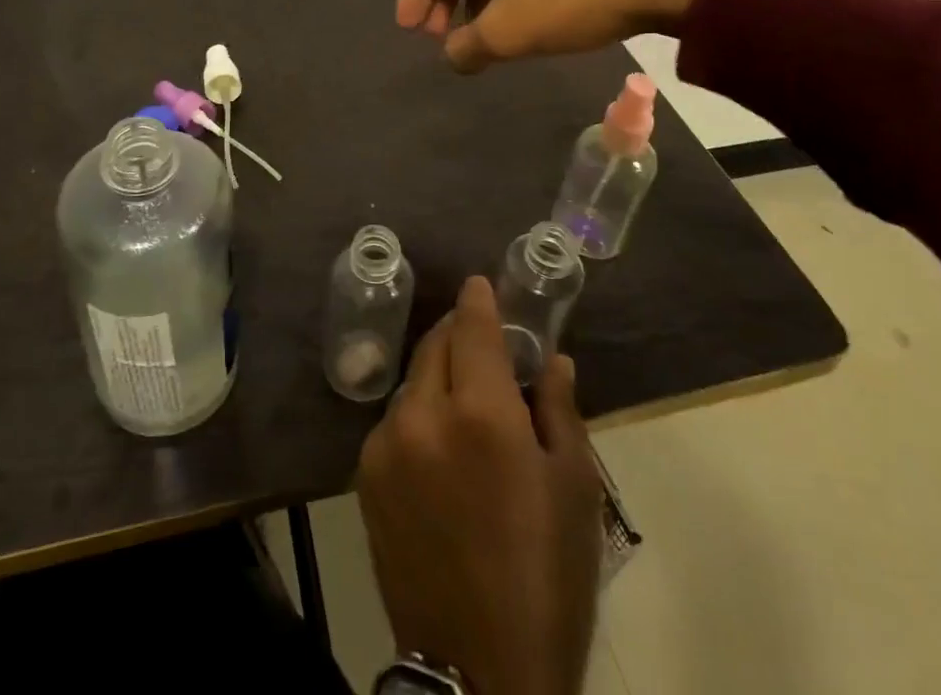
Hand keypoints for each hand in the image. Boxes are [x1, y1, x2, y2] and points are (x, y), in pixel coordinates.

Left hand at [356, 277, 602, 694]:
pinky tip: (438, 446)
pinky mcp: (365, 475)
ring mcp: (387, 444)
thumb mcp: (575, 490)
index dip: (478, 299)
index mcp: (482, 414)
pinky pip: (394, 421)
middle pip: (436, 345)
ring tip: (465, 401)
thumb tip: (553, 360)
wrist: (479, 676)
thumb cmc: (546, 578)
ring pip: (413, 381)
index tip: (481, 285)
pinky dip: (418, 414)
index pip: (472, 327)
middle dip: (459, 334)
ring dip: (438, 376)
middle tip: (482, 342)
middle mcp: (424, 414)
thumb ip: (559, 410)